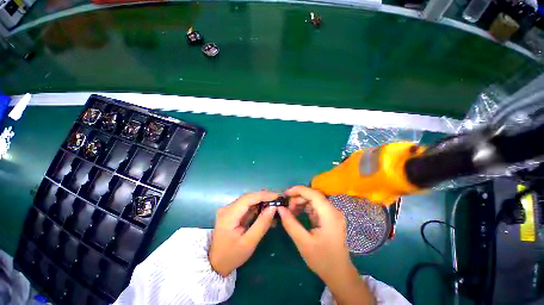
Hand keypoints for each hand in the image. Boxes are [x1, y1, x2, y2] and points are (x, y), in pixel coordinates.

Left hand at [209, 191, 278, 276]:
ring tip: (275, 206)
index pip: (248, 198)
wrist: (217, 263)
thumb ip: (262, 223)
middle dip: (265, 197)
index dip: (264, 195)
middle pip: (249, 197)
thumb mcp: (249, 242)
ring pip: (250, 200)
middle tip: (279, 200)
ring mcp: (230, 209)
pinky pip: (248, 206)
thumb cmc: (232, 255)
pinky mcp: (233, 212)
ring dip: (263, 202)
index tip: (278, 196)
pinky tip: (267, 212)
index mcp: (229, 215)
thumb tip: (273, 207)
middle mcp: (228, 208)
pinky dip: (258, 207)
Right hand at [278, 186, 375, 304]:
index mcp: (330, 215)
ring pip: (313, 201)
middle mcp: (333, 211)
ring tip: (290, 213)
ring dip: (301, 204)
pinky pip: (315, 208)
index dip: (298, 190)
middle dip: (298, 199)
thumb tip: (280, 208)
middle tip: (286, 209)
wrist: (339, 274)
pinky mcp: (329, 218)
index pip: (314, 194)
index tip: (285, 194)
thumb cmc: (322, 260)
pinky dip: (305, 209)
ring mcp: (332, 214)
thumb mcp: (303, 242)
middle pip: (313, 196)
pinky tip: (297, 215)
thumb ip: (290, 223)